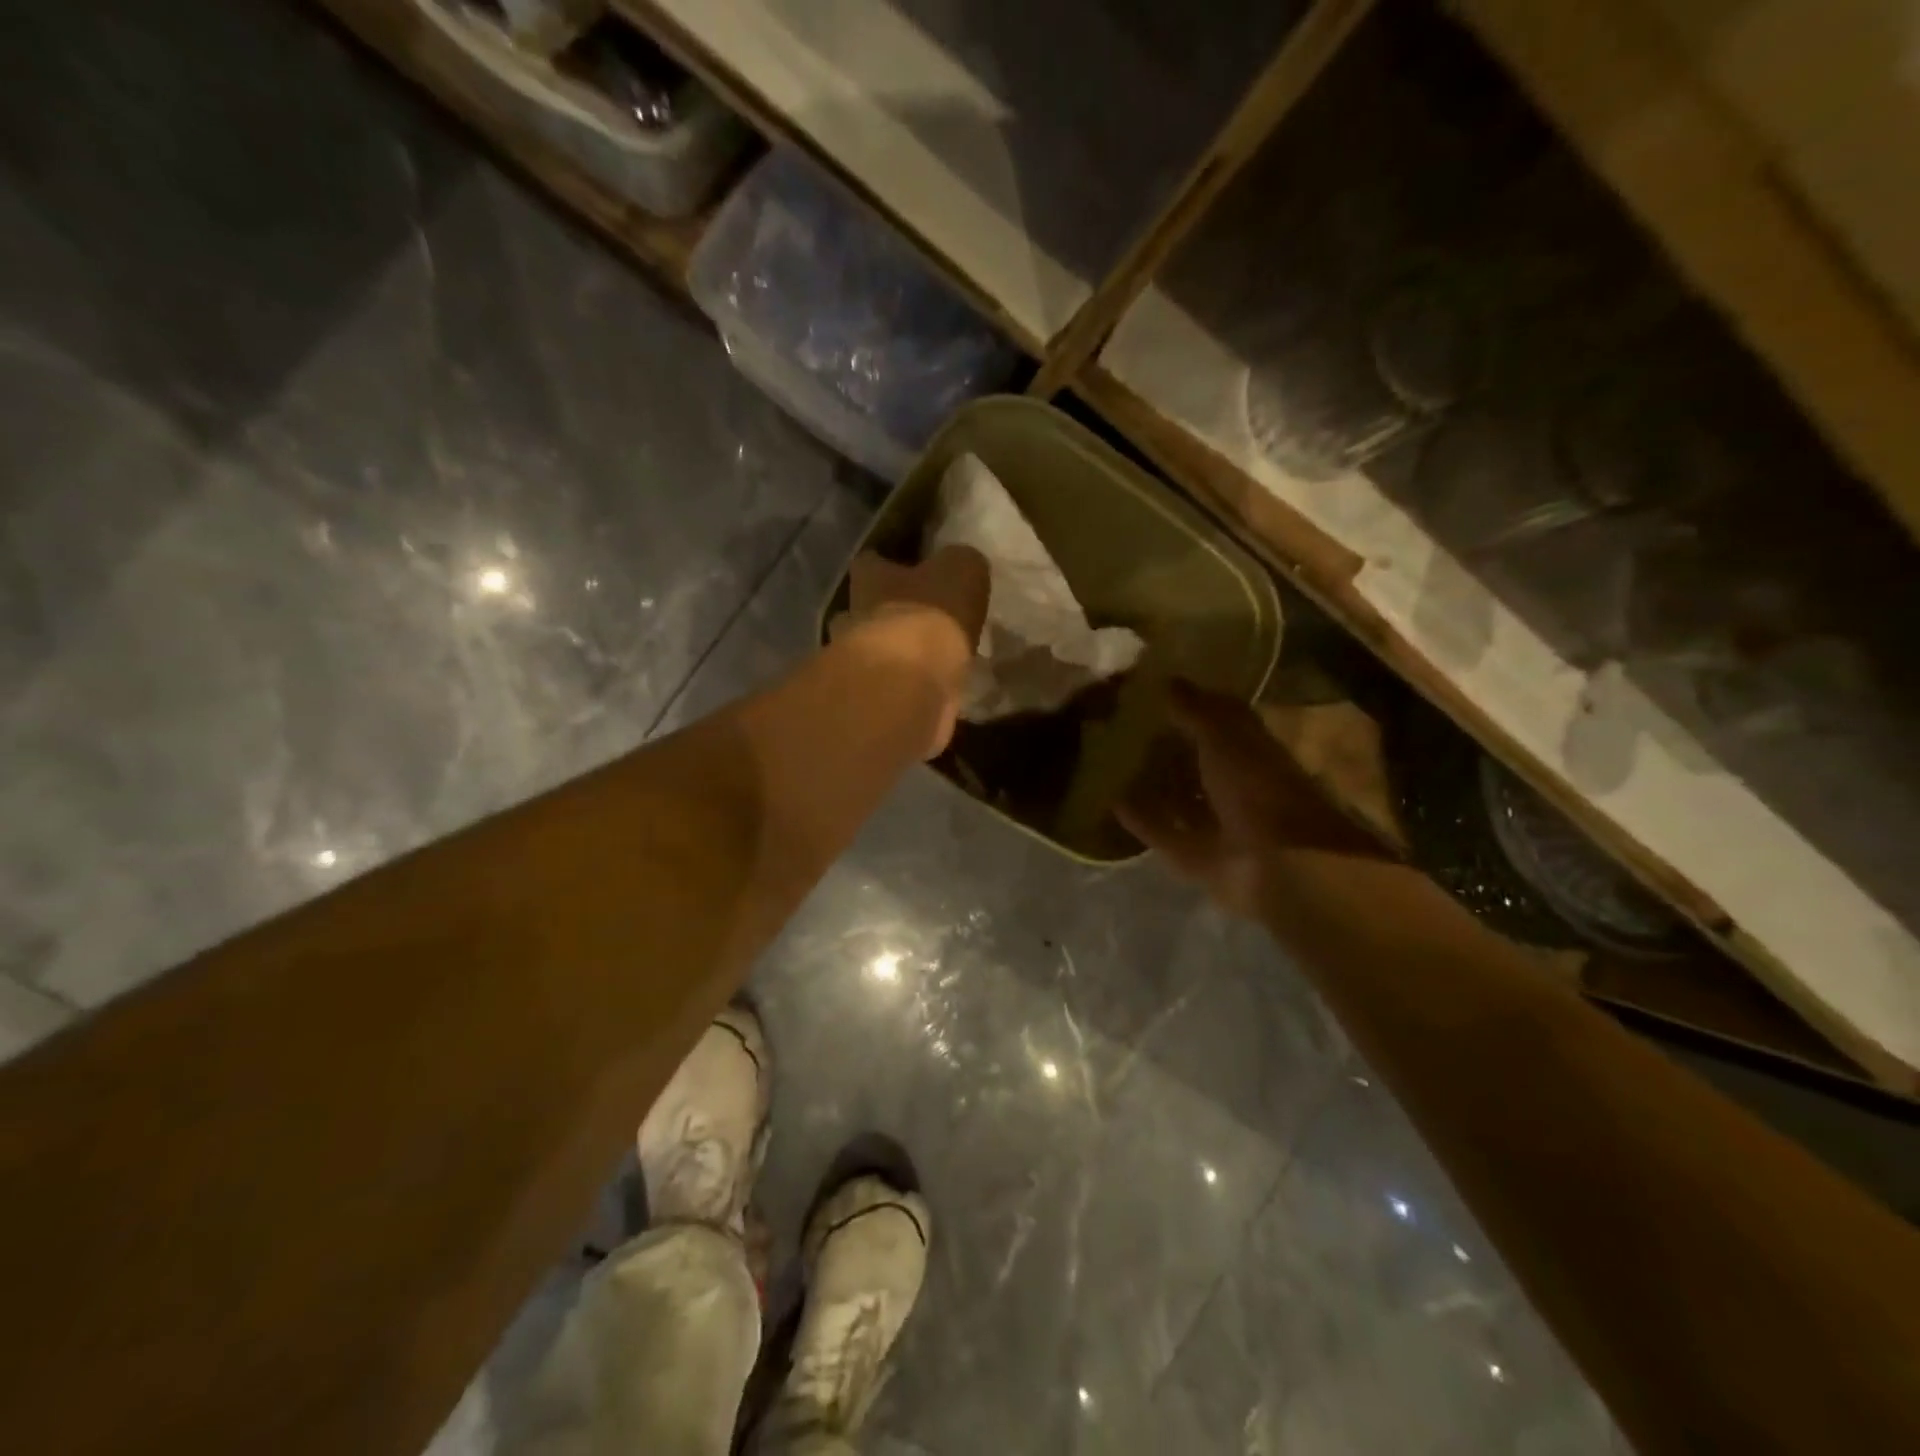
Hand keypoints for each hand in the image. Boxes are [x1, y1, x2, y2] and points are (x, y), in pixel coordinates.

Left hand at [837, 546, 990, 757]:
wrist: (909, 686)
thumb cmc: (931, 616)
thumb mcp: (962, 570)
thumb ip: (960, 563)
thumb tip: (959, 565)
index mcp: (870, 578)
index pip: (870, 561)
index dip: (888, 564)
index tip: (909, 570)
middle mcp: (853, 616)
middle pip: (864, 609)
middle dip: (887, 614)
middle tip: (919, 621)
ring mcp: (854, 662)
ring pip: (872, 652)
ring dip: (895, 657)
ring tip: (928, 662)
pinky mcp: (868, 701)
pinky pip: (887, 689)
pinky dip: (905, 690)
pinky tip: (930, 692)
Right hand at [1120, 680, 1387, 918]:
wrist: (1279, 864)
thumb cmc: (1257, 787)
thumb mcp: (1222, 736)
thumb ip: (1194, 709)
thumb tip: (1165, 678)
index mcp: (1251, 750)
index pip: (1220, 719)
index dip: (1192, 704)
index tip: (1155, 691)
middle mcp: (1235, 784)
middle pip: (1198, 761)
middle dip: (1168, 746)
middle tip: (1124, 727)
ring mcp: (1216, 822)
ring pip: (1180, 798)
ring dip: (1153, 784)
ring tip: (1113, 764)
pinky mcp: (1196, 855)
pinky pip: (1162, 831)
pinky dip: (1140, 819)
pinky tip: (1112, 803)